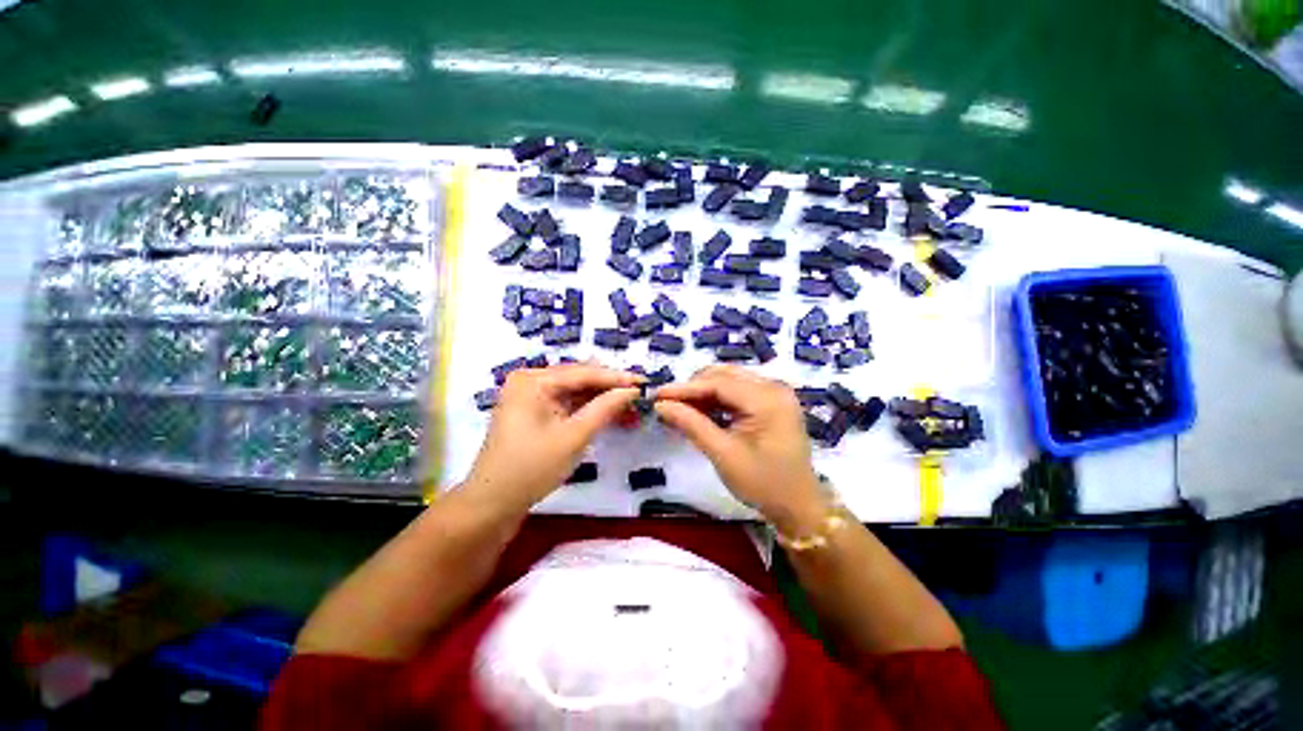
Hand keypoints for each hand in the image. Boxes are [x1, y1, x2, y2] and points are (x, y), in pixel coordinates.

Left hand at [463, 363, 641, 512]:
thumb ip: (603, 410)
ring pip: (569, 393)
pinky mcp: (526, 416)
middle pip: (575, 379)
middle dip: (607, 389)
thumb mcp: (572, 438)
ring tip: (629, 407)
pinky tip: (605, 416)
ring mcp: (524, 399)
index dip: (616, 378)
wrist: (493, 500)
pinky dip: (582, 412)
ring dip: (597, 401)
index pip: (582, 372)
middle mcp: (527, 381)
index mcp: (533, 380)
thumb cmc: (531, 467)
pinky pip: (560, 406)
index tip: (647, 383)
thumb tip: (631, 391)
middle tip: (642, 396)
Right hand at [654, 366, 826, 533]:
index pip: (719, 383)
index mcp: (767, 398)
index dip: (685, 388)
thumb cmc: (762, 483)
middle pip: (726, 376)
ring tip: (679, 409)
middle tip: (665, 404)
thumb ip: (692, 425)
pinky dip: (721, 401)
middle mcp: (775, 388)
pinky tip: (701, 413)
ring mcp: (778, 395)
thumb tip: (661, 405)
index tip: (656, 396)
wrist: (797, 505)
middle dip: (695, 388)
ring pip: (733, 383)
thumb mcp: (723, 455)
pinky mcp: (776, 406)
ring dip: (706, 393)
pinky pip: (743, 394)